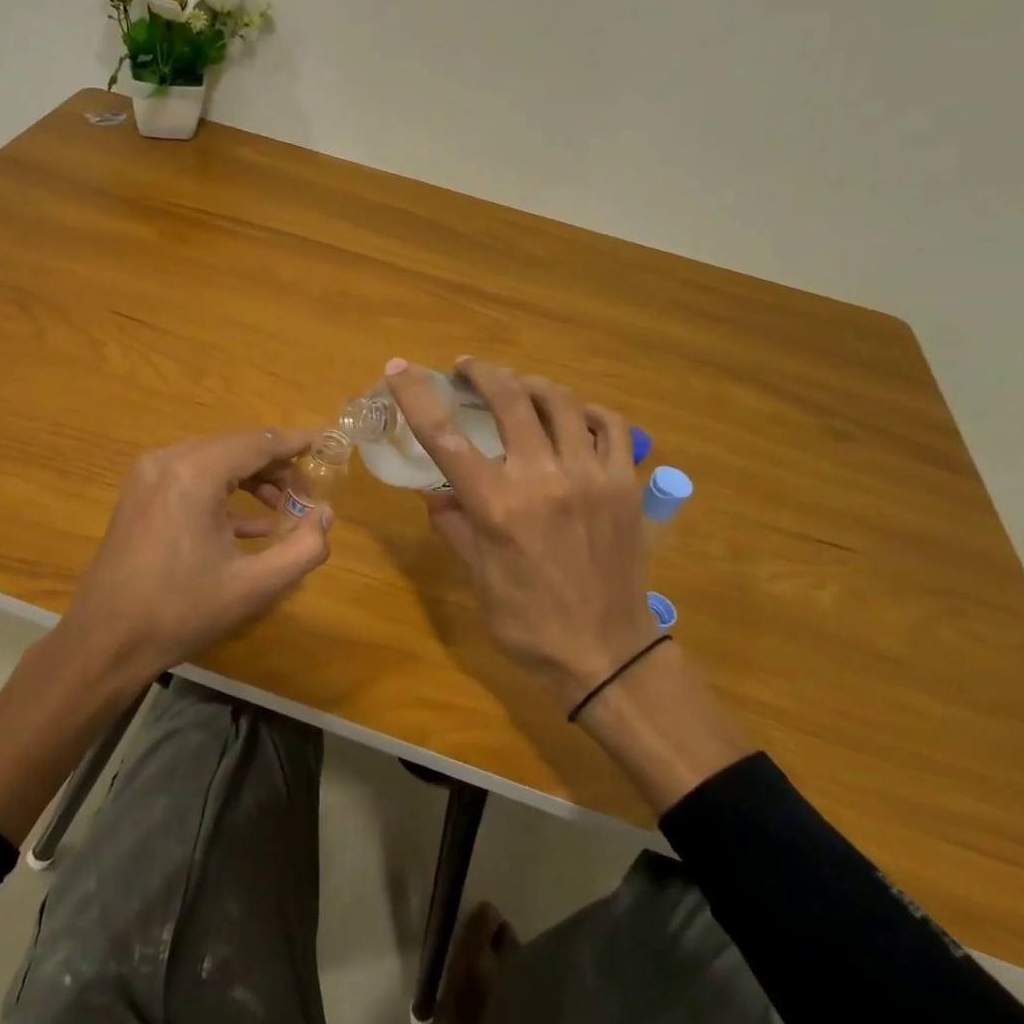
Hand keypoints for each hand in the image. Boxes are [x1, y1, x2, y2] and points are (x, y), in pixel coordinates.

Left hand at [65, 427, 334, 681]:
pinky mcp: (141, 494)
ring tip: (285, 508)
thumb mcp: (253, 587)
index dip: (297, 442)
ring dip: (252, 479)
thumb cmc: (180, 612)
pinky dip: (224, 492)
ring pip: (215, 460)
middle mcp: (169, 461)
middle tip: (309, 491)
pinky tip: (252, 525)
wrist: (104, 641)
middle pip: (236, 447)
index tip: (329, 441)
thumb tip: (326, 514)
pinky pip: (192, 478)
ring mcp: (149, 475)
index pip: (258, 442)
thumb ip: (302, 548)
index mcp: (194, 474)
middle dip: (277, 466)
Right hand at [386, 357, 654, 710]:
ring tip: (515, 385)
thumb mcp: (479, 579)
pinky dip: (584, 410)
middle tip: (466, 368)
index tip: (398, 368)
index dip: (417, 396)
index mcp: (498, 507)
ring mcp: (592, 477)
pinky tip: (570, 416)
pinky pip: (609, 425)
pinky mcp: (625, 484)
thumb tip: (436, 493)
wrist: (609, 655)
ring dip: (530, 384)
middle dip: (482, 372)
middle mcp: (544, 480)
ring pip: (560, 402)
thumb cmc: (530, 624)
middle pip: (509, 399)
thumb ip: (456, 527)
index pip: (446, 437)